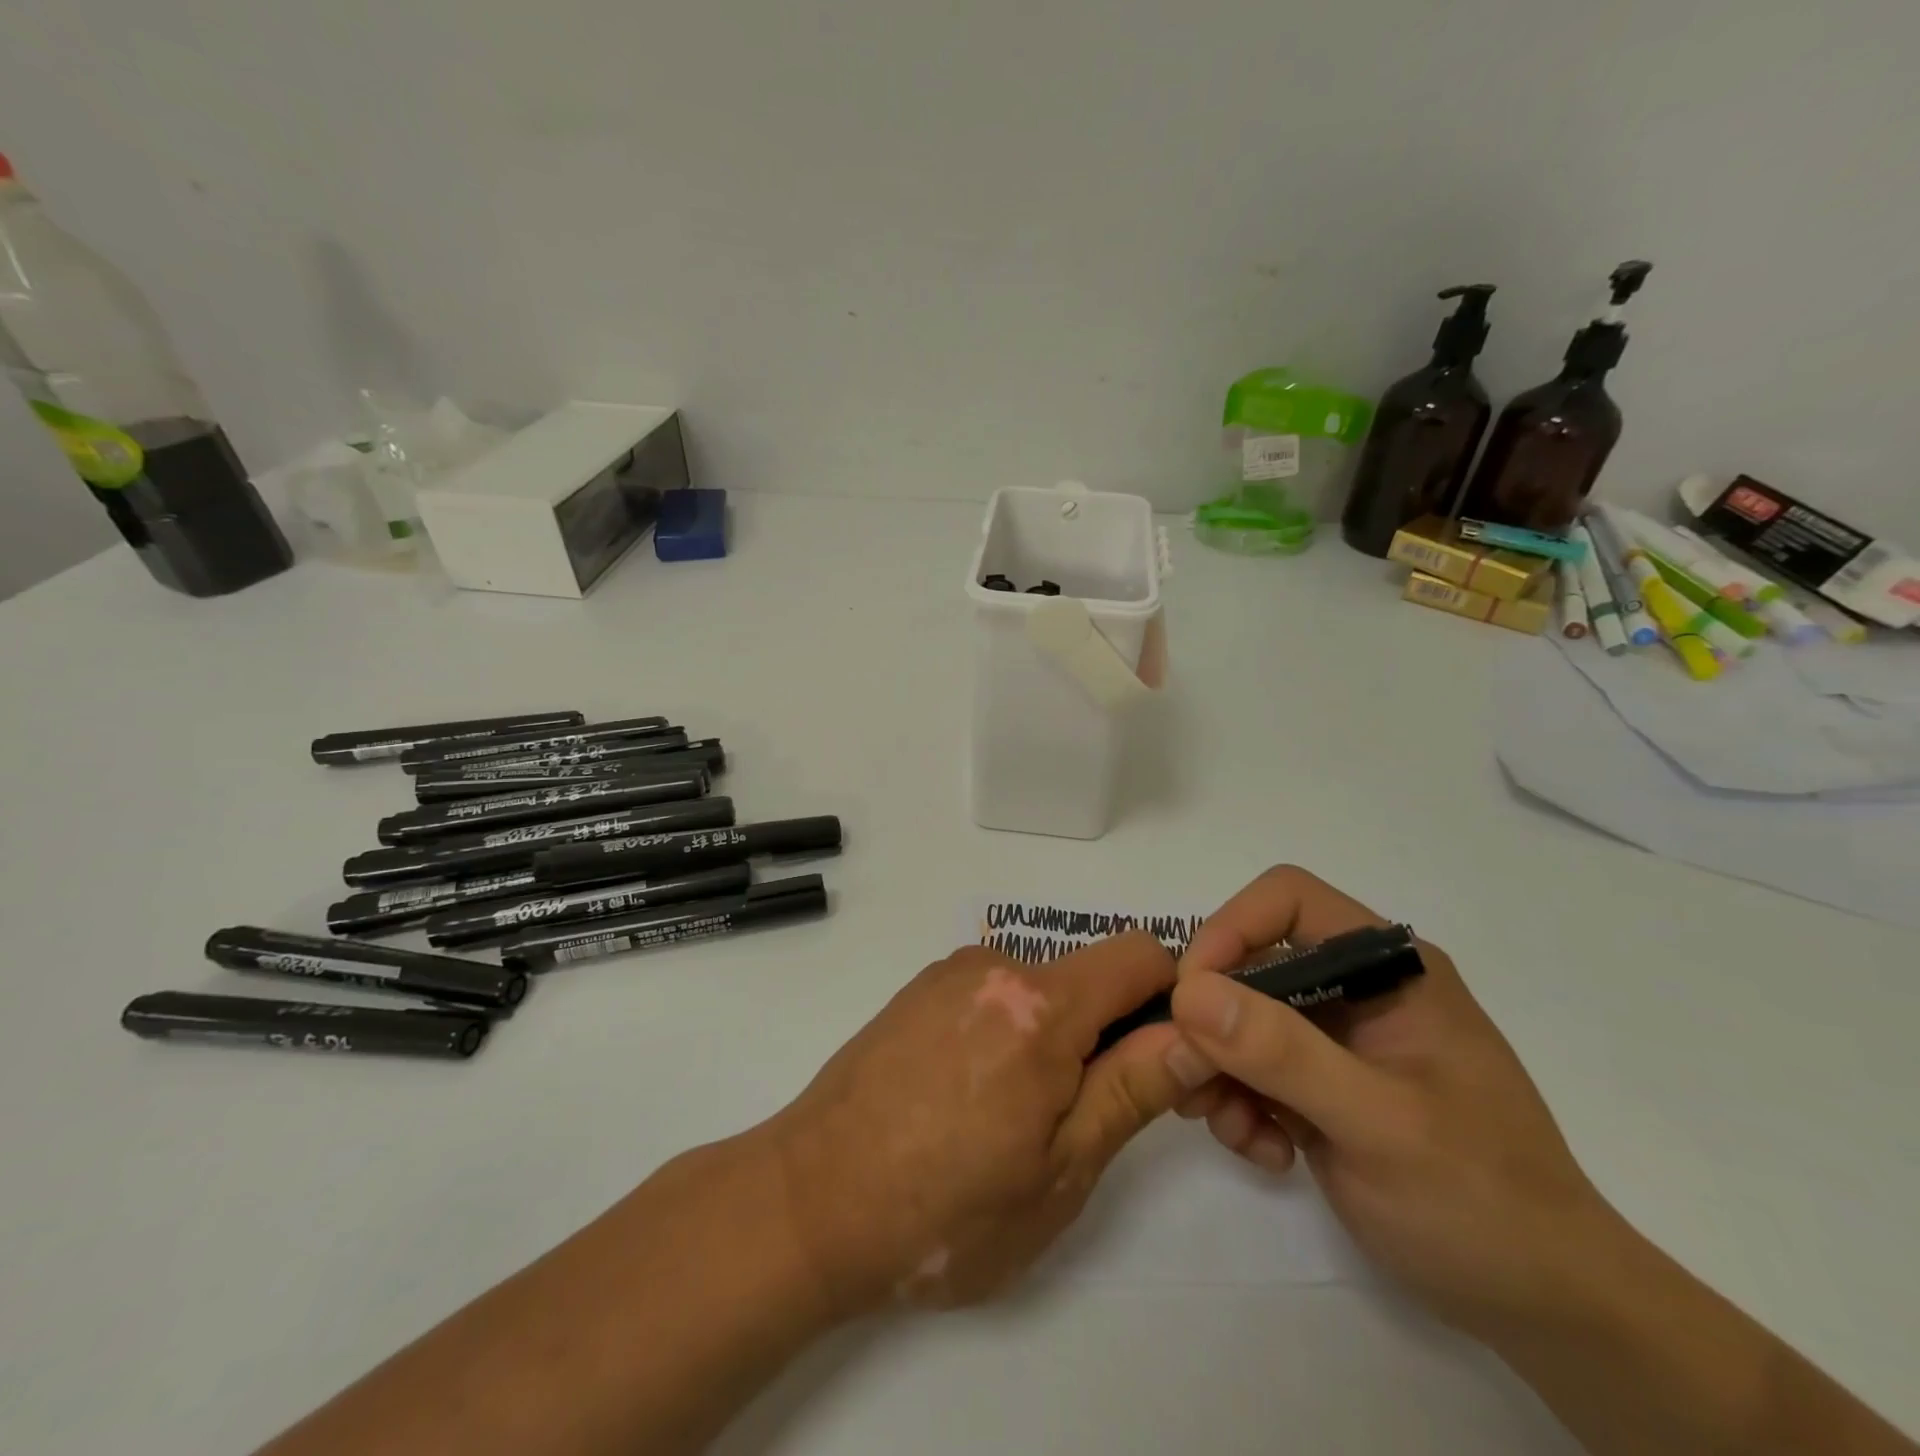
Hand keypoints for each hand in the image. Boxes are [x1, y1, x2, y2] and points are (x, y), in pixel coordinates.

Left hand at [764, 932, 1200, 1315]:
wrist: (808, 1202)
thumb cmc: (943, 1211)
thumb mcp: (1059, 1171)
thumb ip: (1132, 1090)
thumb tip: (1194, 1035)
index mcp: (1039, 1005)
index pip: (1142, 955)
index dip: (1171, 1000)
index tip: (1162, 1061)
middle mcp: (995, 966)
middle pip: (1088, 976)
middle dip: (1106, 1033)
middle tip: (1079, 1119)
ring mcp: (949, 973)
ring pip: (1039, 990)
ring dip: (1051, 1038)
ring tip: (1009, 1119)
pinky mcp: (918, 990)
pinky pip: (992, 995)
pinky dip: (1006, 1032)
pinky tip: (967, 1098)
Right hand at [1167, 866, 1625, 1336]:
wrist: (1544, 1306)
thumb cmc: (1480, 1200)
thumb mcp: (1379, 1123)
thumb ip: (1283, 1053)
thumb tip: (1189, 992)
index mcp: (1387, 968)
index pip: (1287, 899)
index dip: (1230, 929)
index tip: (1192, 996)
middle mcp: (1355, 988)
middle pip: (1249, 961)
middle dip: (1211, 1019)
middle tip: (1188, 1077)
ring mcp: (1335, 1038)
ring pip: (1237, 1017)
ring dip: (1217, 1067)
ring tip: (1230, 1126)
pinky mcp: (1318, 1084)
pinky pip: (1249, 1067)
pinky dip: (1238, 1102)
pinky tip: (1264, 1151)